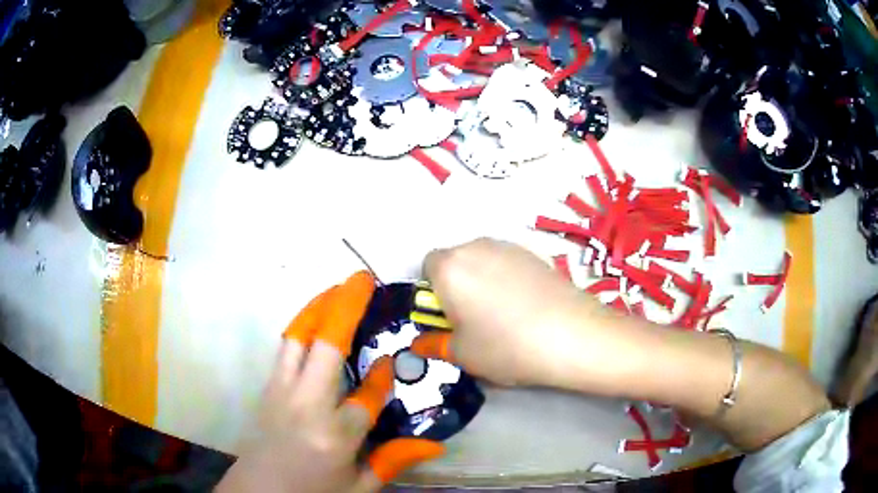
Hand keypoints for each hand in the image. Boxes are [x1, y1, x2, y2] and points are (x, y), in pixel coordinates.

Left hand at [216, 272, 443, 492]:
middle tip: (362, 280)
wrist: (260, 491)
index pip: (366, 397)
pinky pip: (286, 348)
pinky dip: (302, 325)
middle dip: (345, 308)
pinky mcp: (268, 387)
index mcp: (334, 435)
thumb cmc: (313, 491)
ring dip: (318, 307)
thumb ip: (393, 462)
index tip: (391, 360)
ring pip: (298, 337)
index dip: (382, 377)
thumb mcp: (359, 487)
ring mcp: (281, 392)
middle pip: (325, 346)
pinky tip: (315, 319)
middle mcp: (305, 405)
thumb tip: (435, 444)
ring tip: (338, 289)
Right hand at [410, 238, 624, 390]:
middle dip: (457, 286)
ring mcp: (510, 246)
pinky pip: (508, 264)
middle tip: (473, 320)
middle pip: (456, 261)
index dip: (433, 293)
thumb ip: (434, 344)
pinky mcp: (536, 253)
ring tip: (504, 316)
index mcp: (450, 266)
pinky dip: (508, 280)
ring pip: (483, 262)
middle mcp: (477, 246)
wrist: (573, 335)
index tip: (448, 318)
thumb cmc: (506, 346)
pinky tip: (526, 308)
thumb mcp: (462, 354)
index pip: (427, 267)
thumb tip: (423, 342)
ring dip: (483, 282)